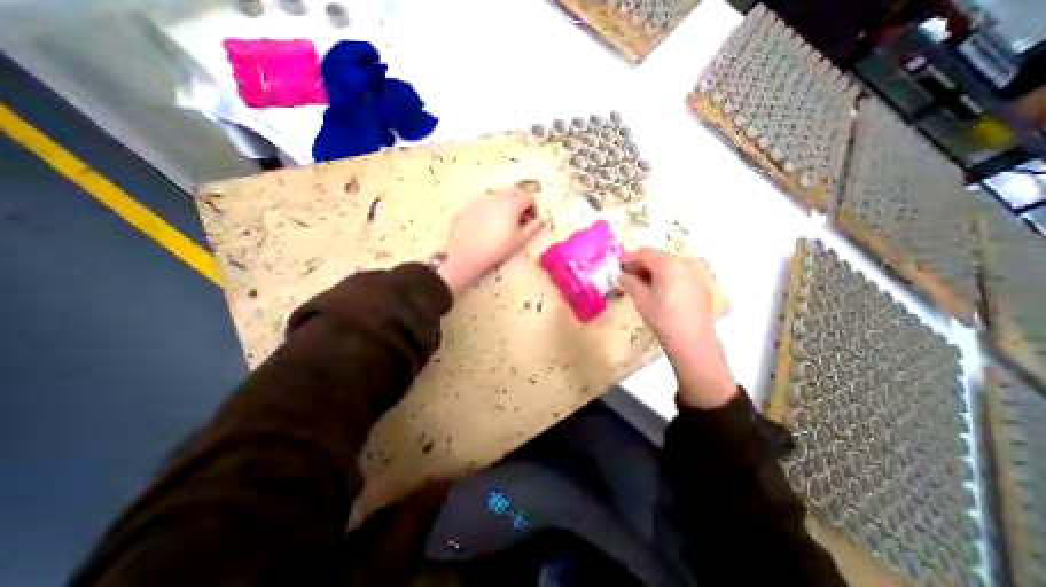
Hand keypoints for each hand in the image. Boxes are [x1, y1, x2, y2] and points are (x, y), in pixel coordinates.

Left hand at [436, 185, 542, 295]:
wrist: (468, 254)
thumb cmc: (498, 248)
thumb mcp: (520, 240)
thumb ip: (534, 227)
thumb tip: (541, 220)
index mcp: (512, 203)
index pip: (529, 197)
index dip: (534, 208)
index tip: (531, 221)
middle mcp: (497, 196)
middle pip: (514, 192)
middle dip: (520, 203)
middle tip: (519, 220)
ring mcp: (481, 199)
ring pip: (498, 196)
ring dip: (505, 205)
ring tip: (502, 224)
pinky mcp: (469, 205)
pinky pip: (484, 202)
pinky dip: (490, 209)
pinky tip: (486, 226)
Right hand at [614, 249, 737, 407]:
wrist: (692, 340)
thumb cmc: (662, 317)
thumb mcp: (640, 298)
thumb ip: (628, 282)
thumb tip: (620, 275)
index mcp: (668, 263)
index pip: (644, 253)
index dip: (627, 258)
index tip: (616, 267)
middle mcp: (683, 262)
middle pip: (657, 256)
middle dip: (640, 264)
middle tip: (625, 275)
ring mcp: (695, 272)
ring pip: (668, 264)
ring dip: (652, 269)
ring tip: (639, 283)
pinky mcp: (700, 283)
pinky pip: (678, 272)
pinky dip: (665, 275)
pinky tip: (656, 288)